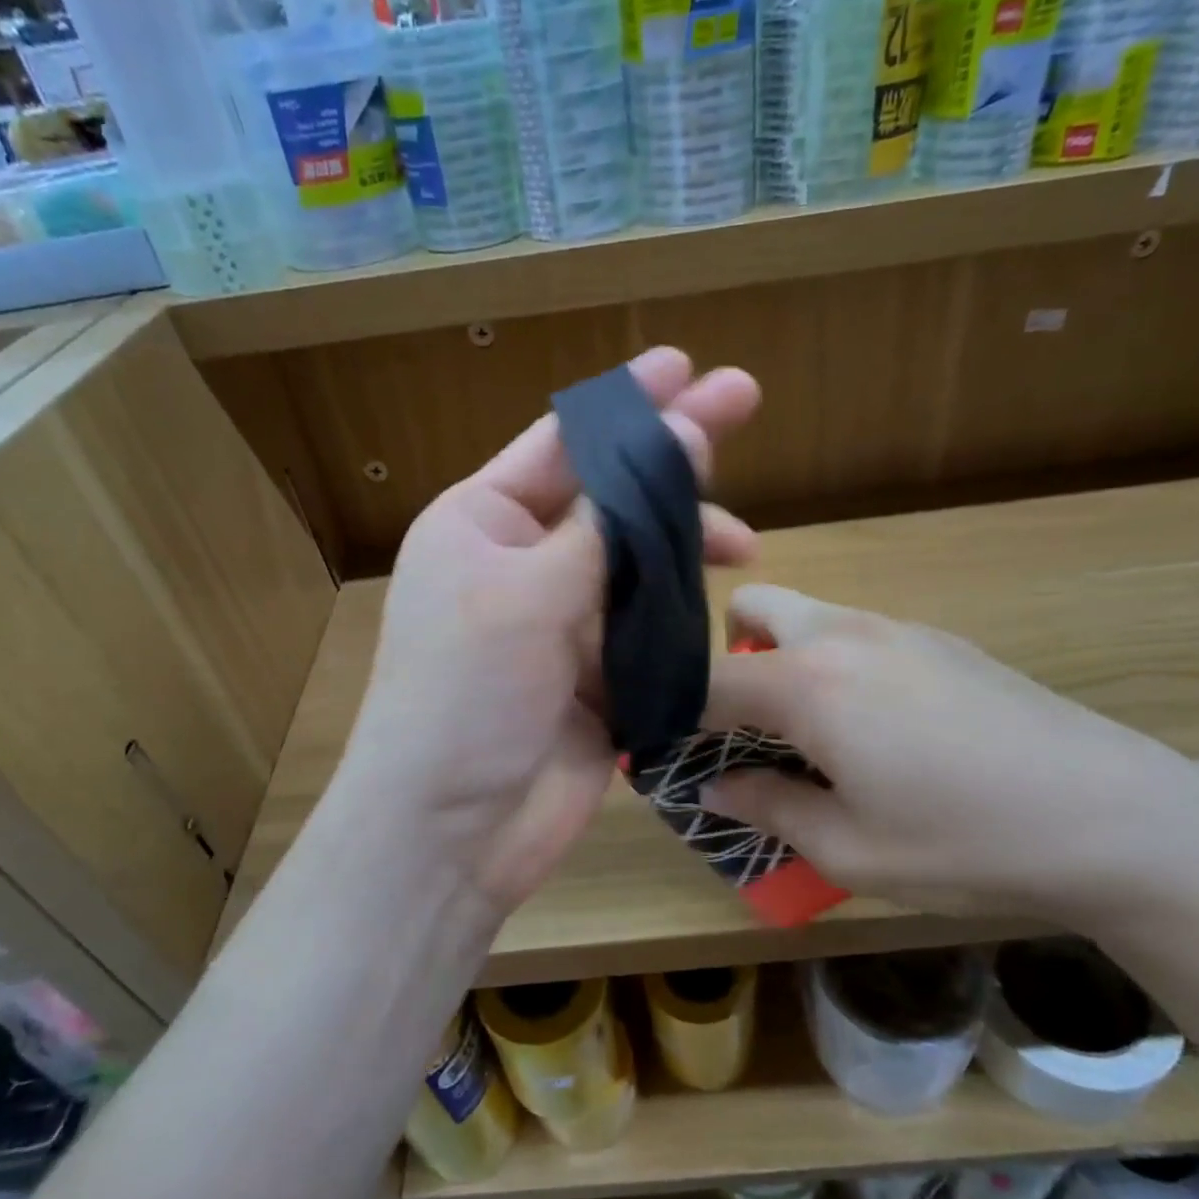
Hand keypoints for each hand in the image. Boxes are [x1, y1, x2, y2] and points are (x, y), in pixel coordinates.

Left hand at [340, 348, 760, 913]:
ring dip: (687, 547)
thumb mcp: (528, 594)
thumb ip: (610, 523)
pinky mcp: (595, 677)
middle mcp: (522, 563)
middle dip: (675, 458)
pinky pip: (649, 628)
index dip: (626, 402)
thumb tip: (677, 438)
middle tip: (745, 403)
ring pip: (639, 563)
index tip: (686, 365)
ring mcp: (561, 622)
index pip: (564, 443)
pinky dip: (684, 615)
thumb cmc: (467, 698)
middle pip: (611, 496)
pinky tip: (724, 604)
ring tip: (747, 543)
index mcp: (483, 523)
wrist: (451, 832)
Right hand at [700, 585, 1198, 932]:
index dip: (675, 715)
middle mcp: (843, 634)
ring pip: (806, 616)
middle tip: (751, 726)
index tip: (676, 753)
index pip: (703, 680)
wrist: (1116, 818)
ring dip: (784, 660)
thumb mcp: (848, 849)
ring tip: (819, 735)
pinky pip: (857, 633)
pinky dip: (836, 665)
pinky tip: (887, 731)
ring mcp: (898, 628)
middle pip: (750, 609)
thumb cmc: (964, 842)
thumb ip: (767, 807)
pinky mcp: (941, 639)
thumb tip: (715, 788)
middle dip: (728, 658)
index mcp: (808, 682)